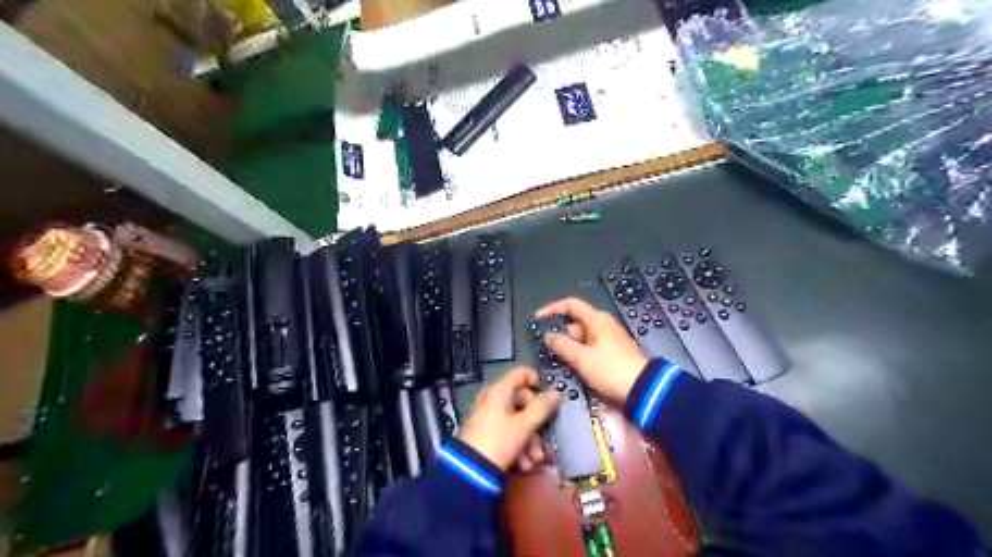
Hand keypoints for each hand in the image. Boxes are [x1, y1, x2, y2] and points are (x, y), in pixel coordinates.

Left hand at [462, 368, 560, 471]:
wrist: (470, 472)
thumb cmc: (499, 442)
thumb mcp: (524, 425)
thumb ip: (542, 408)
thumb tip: (556, 394)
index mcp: (499, 390)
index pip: (521, 373)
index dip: (537, 381)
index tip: (548, 397)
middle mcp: (492, 398)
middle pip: (522, 401)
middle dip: (536, 423)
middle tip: (543, 439)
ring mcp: (487, 415)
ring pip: (516, 420)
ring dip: (529, 440)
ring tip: (534, 459)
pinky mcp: (484, 432)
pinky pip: (506, 432)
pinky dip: (517, 445)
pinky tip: (523, 463)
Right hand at [535, 297, 653, 403]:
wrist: (643, 390)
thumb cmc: (610, 369)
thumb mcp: (581, 358)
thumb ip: (562, 345)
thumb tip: (548, 336)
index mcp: (597, 320)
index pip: (571, 305)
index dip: (552, 309)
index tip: (537, 319)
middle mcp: (603, 325)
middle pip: (575, 323)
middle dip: (561, 335)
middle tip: (550, 352)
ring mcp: (610, 340)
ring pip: (582, 338)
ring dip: (570, 348)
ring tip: (560, 363)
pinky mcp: (613, 354)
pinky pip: (591, 349)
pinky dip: (580, 355)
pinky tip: (576, 369)